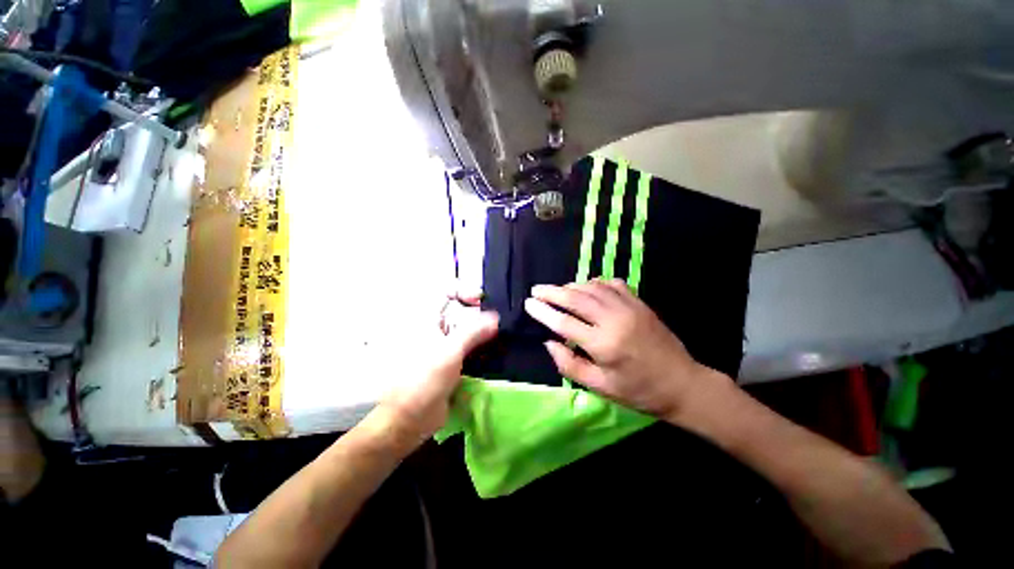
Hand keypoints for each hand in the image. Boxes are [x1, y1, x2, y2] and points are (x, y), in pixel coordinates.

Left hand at [378, 292, 497, 446]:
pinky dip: (481, 345)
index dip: (463, 290)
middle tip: (495, 320)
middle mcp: (435, 328)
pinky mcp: (452, 360)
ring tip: (498, 334)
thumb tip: (495, 317)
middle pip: (459, 309)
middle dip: (478, 311)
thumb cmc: (424, 380)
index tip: (480, 300)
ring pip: (466, 328)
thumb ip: (474, 331)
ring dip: (482, 329)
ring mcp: (444, 344)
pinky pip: (469, 345)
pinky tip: (494, 349)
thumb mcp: (450, 351)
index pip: (445, 292)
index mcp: (427, 320)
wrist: (411, 419)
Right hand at [524, 279, 724, 417]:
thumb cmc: (638, 391)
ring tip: (558, 291)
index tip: (528, 303)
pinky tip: (587, 288)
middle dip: (552, 292)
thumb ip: (570, 364)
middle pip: (575, 298)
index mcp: (603, 344)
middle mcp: (614, 319)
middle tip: (536, 289)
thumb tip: (549, 343)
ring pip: (591, 287)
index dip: (543, 312)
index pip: (563, 322)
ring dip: (571, 286)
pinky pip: (611, 283)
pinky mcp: (639, 302)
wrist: (682, 384)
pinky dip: (594, 282)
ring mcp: (629, 307)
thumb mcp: (600, 387)